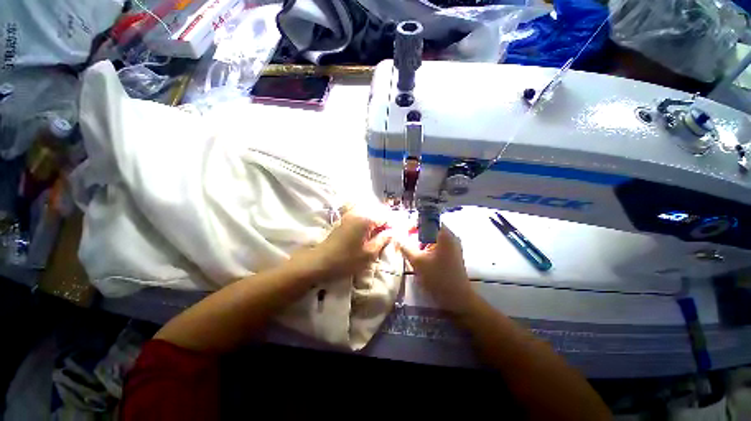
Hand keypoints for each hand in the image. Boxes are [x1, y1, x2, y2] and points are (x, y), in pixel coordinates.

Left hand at [289, 208, 392, 280]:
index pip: (386, 215)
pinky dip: (368, 224)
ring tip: (380, 237)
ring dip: (377, 224)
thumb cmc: (346, 259)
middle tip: (389, 237)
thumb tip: (392, 233)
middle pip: (378, 213)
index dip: (393, 224)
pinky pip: (362, 218)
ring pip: (370, 215)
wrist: (320, 261)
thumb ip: (383, 240)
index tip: (397, 235)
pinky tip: (369, 235)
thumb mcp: (369, 253)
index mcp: (366, 219)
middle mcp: (358, 213)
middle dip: (385, 223)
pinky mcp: (345, 220)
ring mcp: (350, 215)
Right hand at [397, 226, 474, 312]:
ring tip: (413, 249)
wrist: (457, 298)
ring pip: (434, 238)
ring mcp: (454, 246)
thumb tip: (395, 237)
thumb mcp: (417, 261)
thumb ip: (405, 247)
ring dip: (422, 242)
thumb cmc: (438, 277)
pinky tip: (422, 257)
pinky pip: (438, 245)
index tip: (406, 231)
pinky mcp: (453, 254)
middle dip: (418, 234)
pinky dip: (429, 248)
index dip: (416, 223)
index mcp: (445, 235)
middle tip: (407, 240)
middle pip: (431, 228)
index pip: (429, 220)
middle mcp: (451, 237)